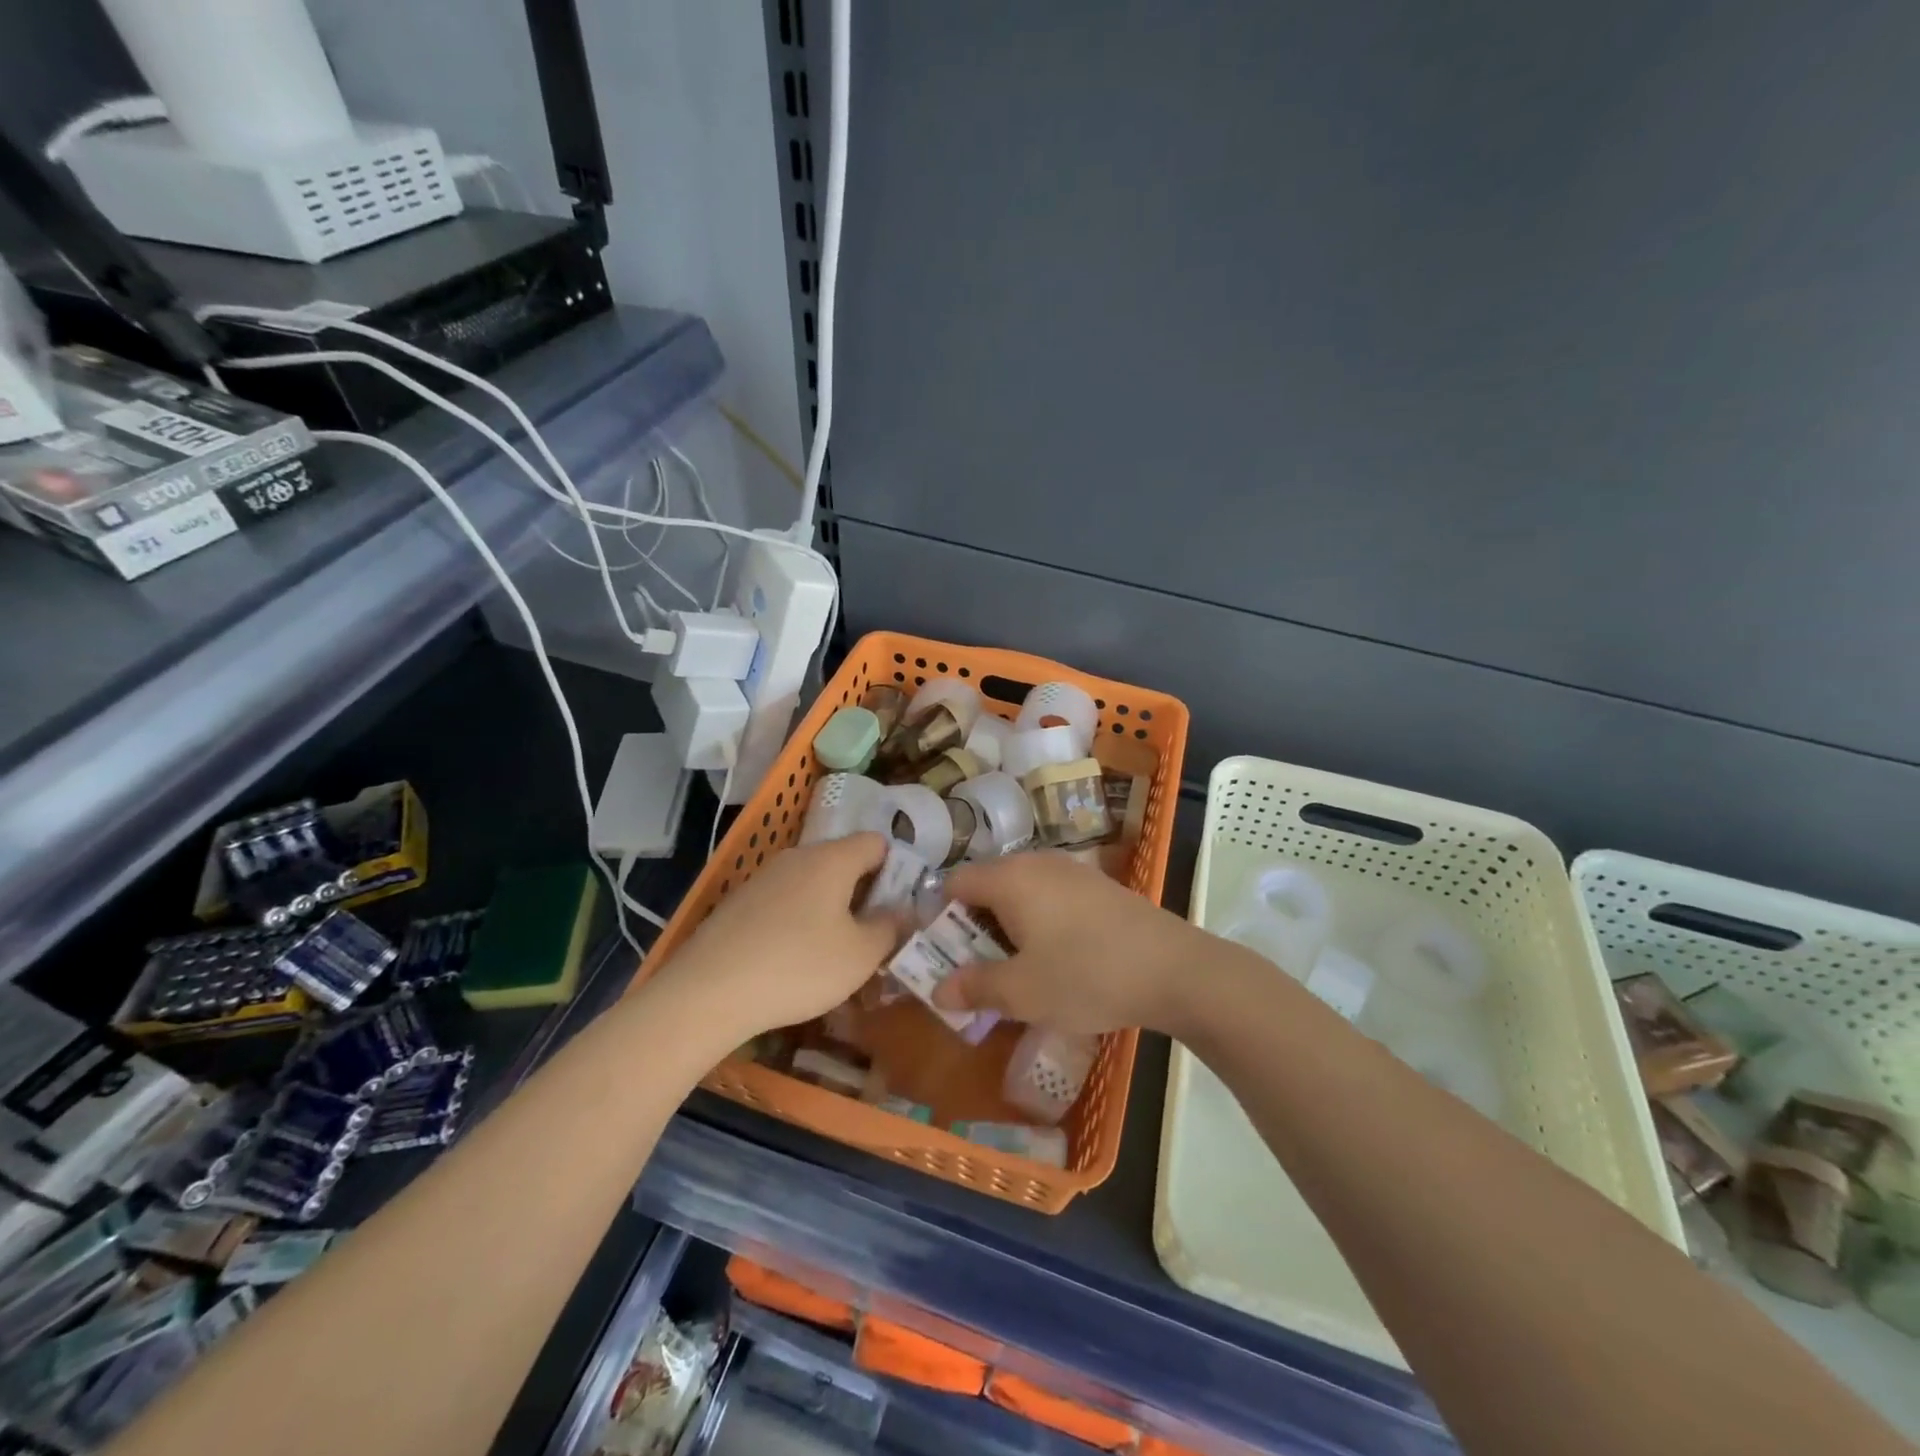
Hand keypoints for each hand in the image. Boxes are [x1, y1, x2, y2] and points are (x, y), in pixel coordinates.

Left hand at [655, 833, 899, 1041]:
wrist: (707, 992)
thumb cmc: (798, 966)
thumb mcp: (860, 956)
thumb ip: (890, 928)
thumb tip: (901, 912)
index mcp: (832, 859)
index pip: (876, 842)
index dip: (895, 868)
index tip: (898, 906)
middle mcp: (797, 857)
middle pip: (842, 861)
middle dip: (862, 893)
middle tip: (871, 935)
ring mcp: (763, 878)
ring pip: (811, 883)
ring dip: (829, 909)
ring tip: (833, 954)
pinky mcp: (738, 903)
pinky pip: (784, 902)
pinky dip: (797, 921)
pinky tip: (792, 960)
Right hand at [932, 851, 1206, 1034]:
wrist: (1174, 969)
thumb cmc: (1086, 976)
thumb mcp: (1022, 992)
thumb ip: (975, 987)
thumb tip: (938, 990)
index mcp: (1009, 878)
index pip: (954, 883)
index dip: (939, 918)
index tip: (942, 956)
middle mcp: (1036, 862)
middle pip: (987, 886)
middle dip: (973, 927)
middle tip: (975, 971)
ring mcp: (1070, 871)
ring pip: (1020, 893)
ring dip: (1006, 927)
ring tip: (1014, 970)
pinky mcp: (1097, 886)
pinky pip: (1049, 897)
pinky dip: (1038, 923)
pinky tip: (1055, 959)